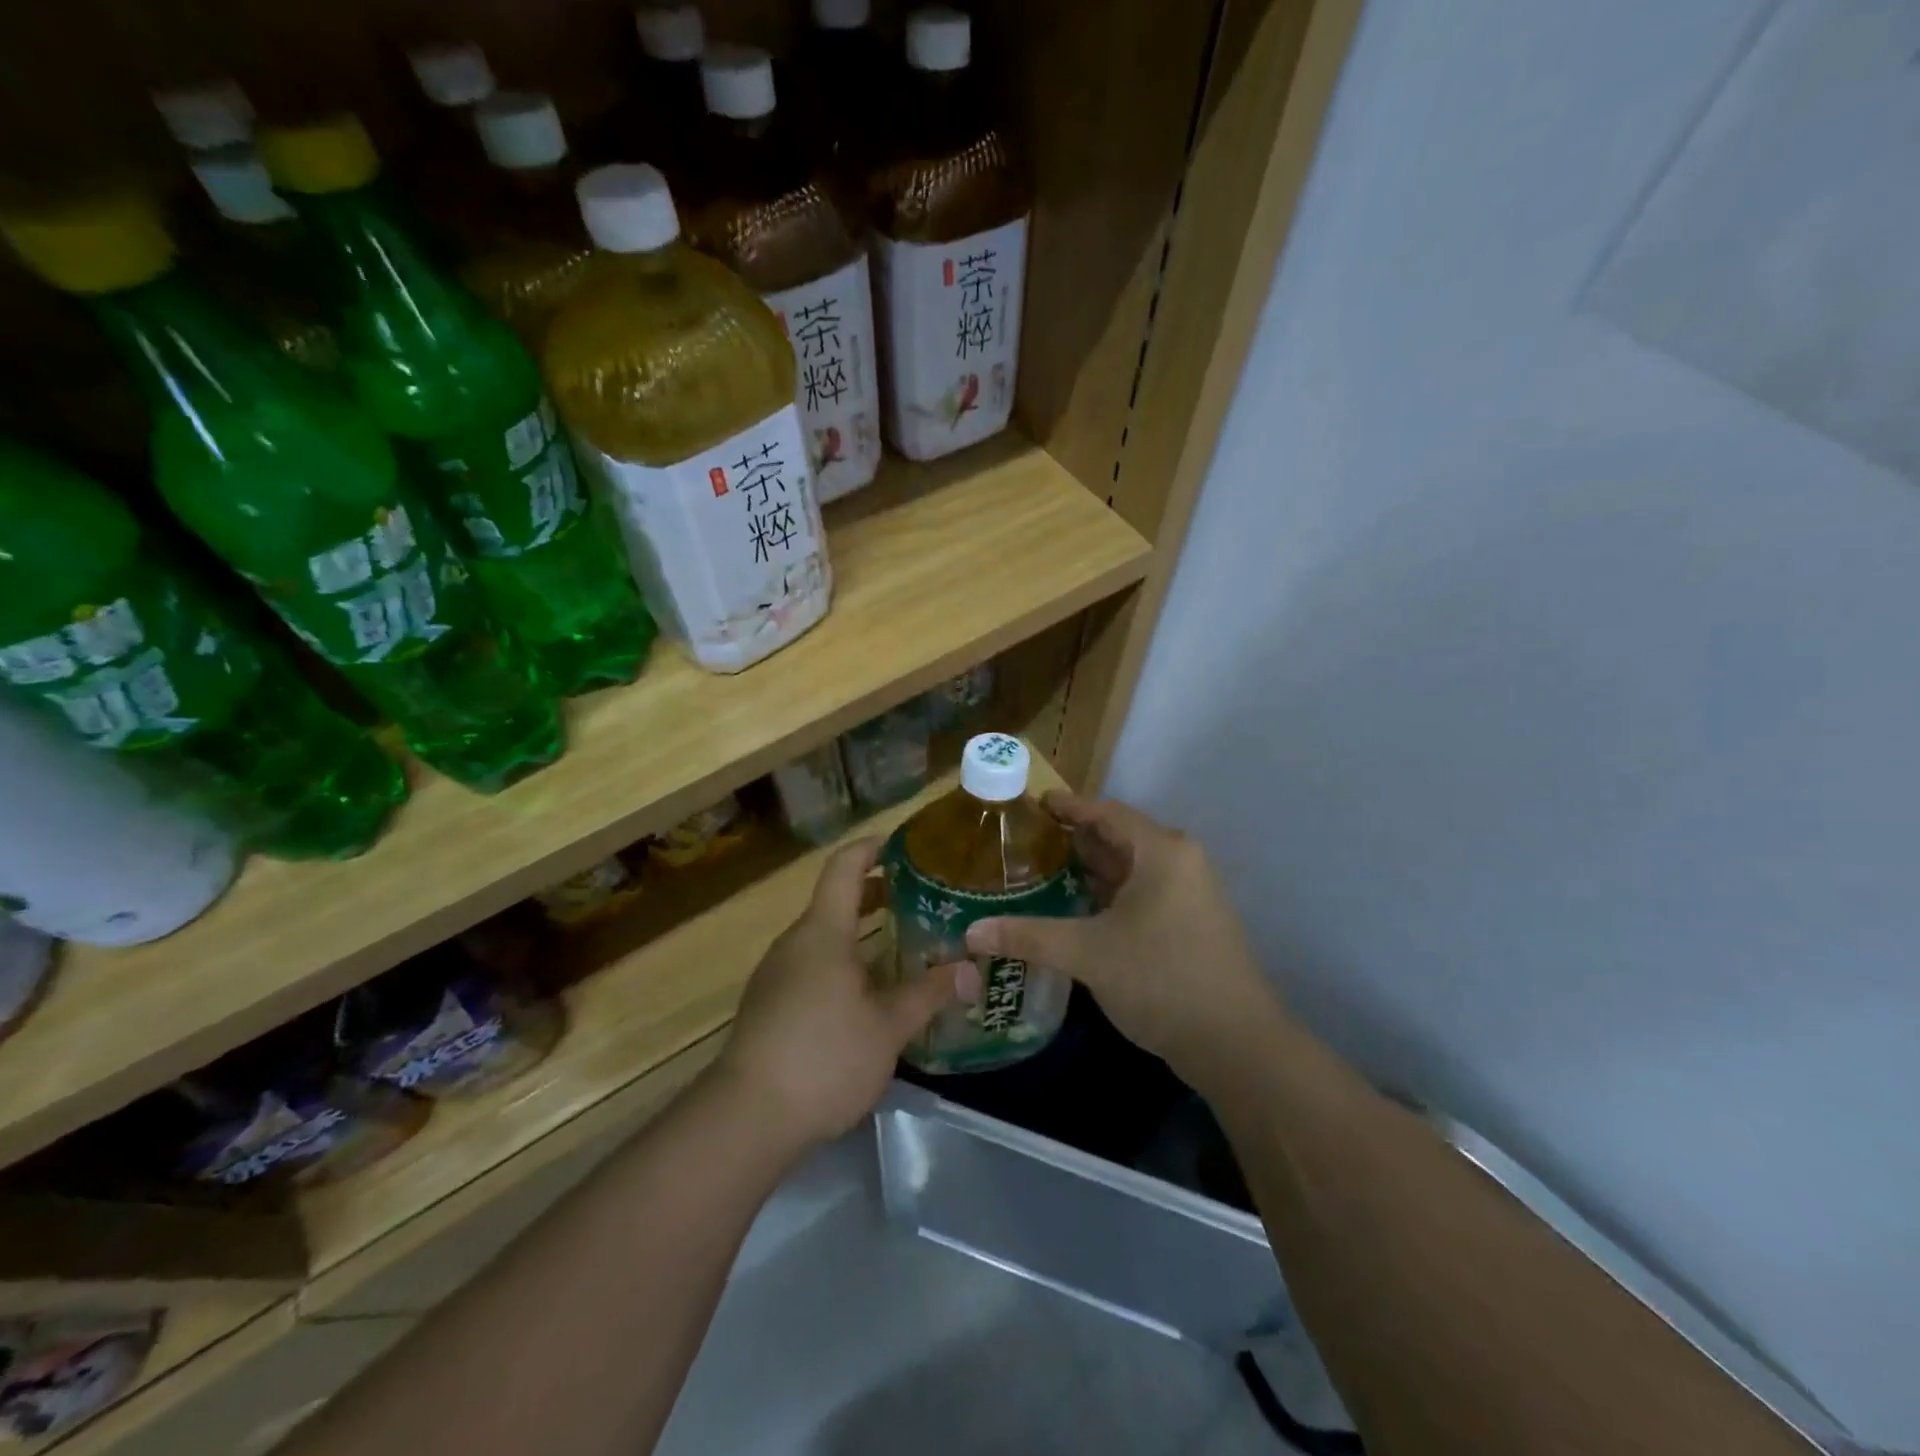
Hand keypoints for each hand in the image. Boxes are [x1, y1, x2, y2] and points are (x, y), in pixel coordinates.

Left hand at [719, 839, 958, 1148]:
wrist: (746, 1117)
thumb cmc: (825, 1057)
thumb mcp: (888, 1027)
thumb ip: (929, 993)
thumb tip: (970, 970)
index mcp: (822, 932)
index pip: (845, 866)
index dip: (874, 848)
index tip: (906, 846)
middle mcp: (795, 942)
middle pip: (837, 901)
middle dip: (878, 894)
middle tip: (922, 900)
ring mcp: (777, 973)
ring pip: (825, 937)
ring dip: (862, 934)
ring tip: (904, 947)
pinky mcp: (769, 1004)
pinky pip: (812, 965)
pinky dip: (844, 962)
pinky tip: (869, 994)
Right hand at [963, 794, 1282, 1076]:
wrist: (1236, 1044)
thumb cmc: (1162, 978)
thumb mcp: (1088, 953)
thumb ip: (1029, 936)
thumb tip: (971, 932)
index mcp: (1161, 852)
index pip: (1107, 812)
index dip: (1069, 806)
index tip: (1034, 803)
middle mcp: (1179, 863)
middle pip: (1119, 837)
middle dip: (1075, 838)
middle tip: (1028, 840)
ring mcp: (1189, 895)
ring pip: (1131, 869)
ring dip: (1091, 869)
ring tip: (1043, 871)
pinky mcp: (1190, 925)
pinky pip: (1141, 894)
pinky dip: (1109, 895)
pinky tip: (1077, 909)